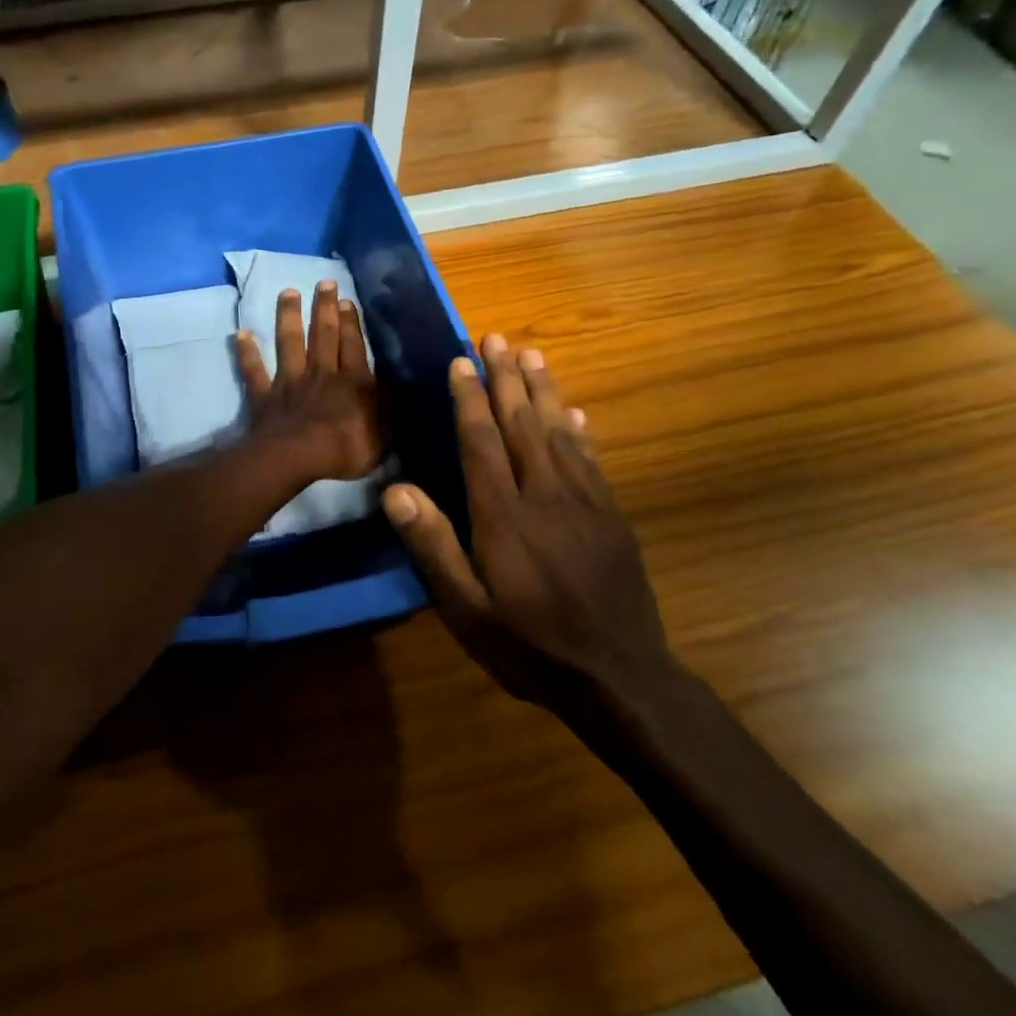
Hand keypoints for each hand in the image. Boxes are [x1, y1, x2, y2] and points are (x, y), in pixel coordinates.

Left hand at [235, 281, 383, 484]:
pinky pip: (254, 371)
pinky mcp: (265, 395)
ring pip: (289, 342)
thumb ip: (390, 412)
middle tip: (323, 283)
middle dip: (324, 307)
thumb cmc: (347, 449)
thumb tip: (397, 393)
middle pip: (323, 334)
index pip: (353, 345)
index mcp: (353, 382)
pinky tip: (240, 335)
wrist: (298, 458)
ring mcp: (290, 382)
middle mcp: (321, 373)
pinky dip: (247, 353)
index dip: (350, 322)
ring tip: (288, 293)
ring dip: (288, 316)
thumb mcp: (384, 435)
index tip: (346, 300)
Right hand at [382, 335, 677, 718]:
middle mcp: (545, 495)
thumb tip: (395, 490)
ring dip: (542, 390)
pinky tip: (572, 412)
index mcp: (503, 515)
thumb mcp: (466, 610)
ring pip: (559, 432)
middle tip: (496, 337)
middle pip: (522, 423)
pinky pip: (591, 459)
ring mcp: (585, 502)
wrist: (619, 678)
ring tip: (530, 354)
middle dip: (506, 378)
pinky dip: (577, 429)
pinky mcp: (611, 516)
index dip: (470, 399)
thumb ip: (433, 547)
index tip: (461, 361)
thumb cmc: (530, 645)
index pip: (482, 442)